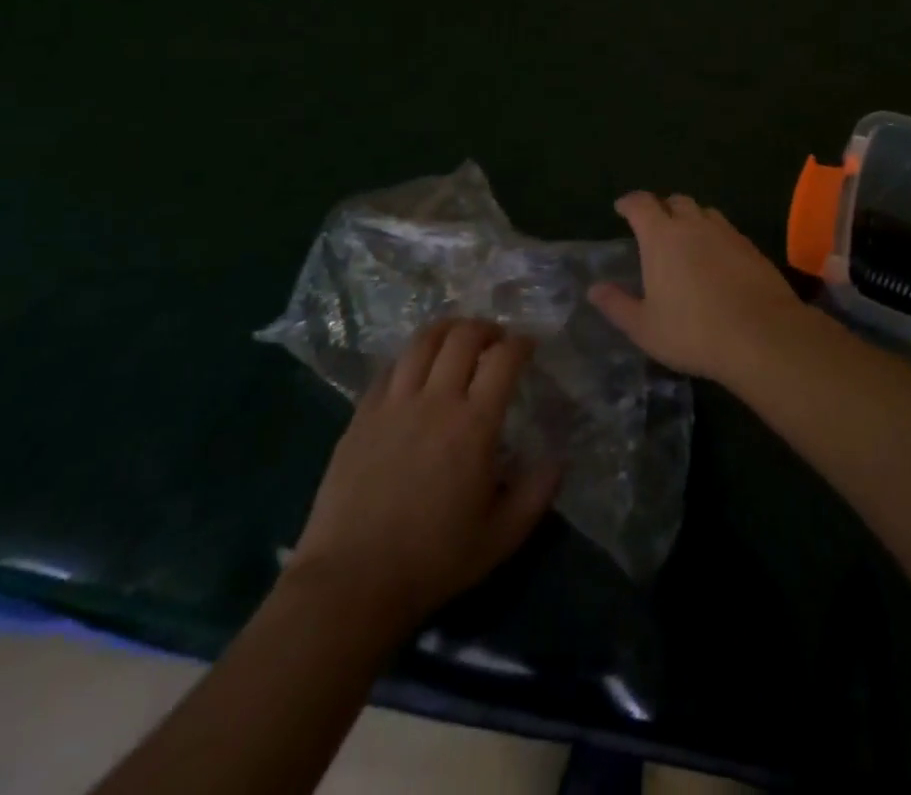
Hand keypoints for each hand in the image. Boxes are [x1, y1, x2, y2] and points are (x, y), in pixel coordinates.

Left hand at [288, 320, 562, 629]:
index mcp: (474, 425)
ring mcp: (393, 404)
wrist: (351, 582)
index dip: (521, 344)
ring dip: (447, 330)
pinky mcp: (361, 415)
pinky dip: (410, 358)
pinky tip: (416, 370)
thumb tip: (559, 458)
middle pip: (462, 337)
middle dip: (485, 328)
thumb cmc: (433, 560)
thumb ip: (537, 493)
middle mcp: (435, 401)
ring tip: (457, 339)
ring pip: (422, 342)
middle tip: (495, 340)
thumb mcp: (501, 537)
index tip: (528, 347)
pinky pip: (389, 368)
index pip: (504, 359)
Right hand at [587, 191, 809, 382]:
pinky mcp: (752, 248)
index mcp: (662, 236)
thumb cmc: (693, 332)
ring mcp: (727, 233)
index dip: (629, 203)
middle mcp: (694, 225)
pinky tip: (717, 260)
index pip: (641, 204)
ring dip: (692, 219)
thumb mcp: (645, 327)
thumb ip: (617, 305)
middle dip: (663, 208)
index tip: (622, 209)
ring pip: (705, 213)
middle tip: (655, 226)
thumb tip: (594, 289)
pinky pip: (728, 231)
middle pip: (676, 201)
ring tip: (687, 240)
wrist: (762, 336)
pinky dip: (716, 237)